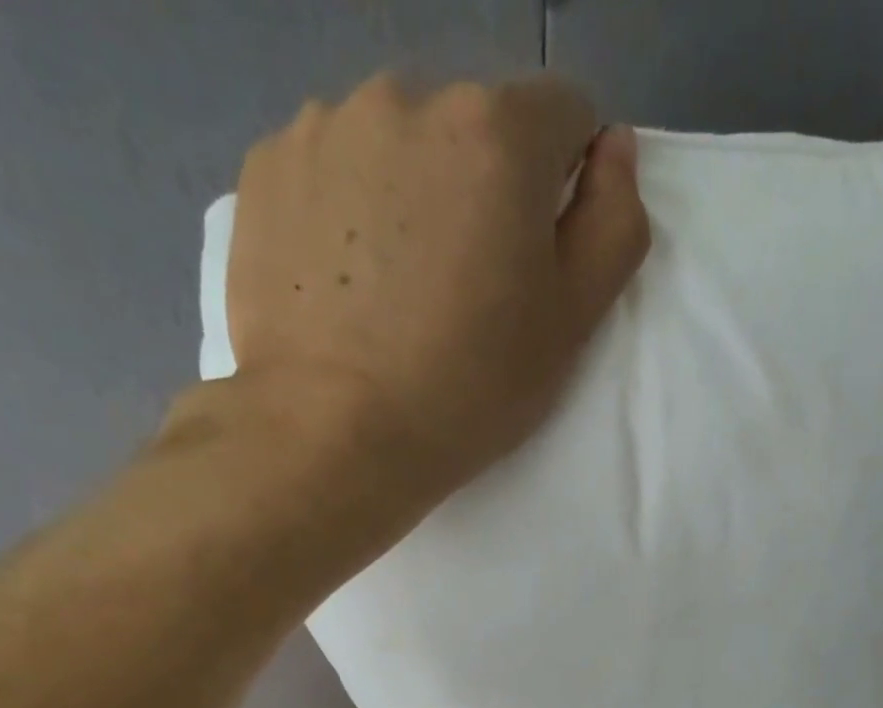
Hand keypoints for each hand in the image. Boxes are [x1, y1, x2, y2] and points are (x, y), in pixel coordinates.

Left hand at [224, 73, 649, 515]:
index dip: (562, 186)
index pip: (563, 114)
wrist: (332, 435)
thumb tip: (613, 147)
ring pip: (399, 144)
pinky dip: (349, 210)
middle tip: (464, 289)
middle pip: (474, 126)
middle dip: (483, 188)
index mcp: (496, 130)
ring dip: (412, 193)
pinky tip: (345, 284)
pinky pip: (334, 169)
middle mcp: (407, 96)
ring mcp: (326, 125)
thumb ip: (613, 222)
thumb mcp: (571, 324)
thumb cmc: (468, 389)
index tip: (534, 257)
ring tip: (397, 291)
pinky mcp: (268, 167)